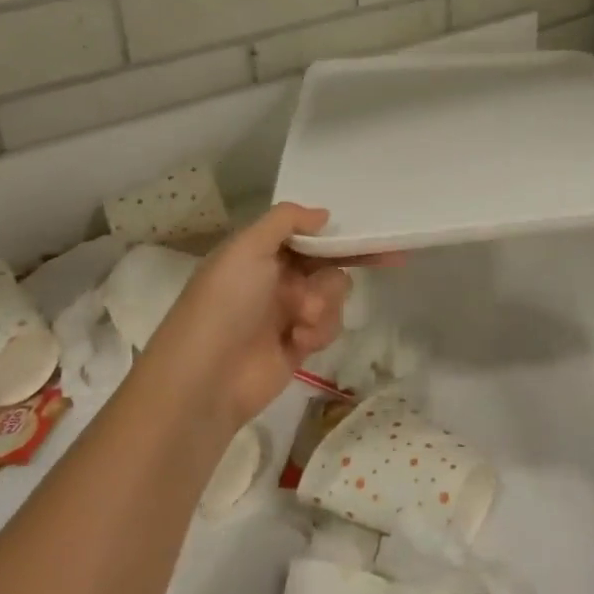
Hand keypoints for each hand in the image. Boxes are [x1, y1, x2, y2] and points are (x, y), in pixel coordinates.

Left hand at [140, 203, 388, 430]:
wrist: (207, 379)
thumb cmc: (225, 303)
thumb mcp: (247, 247)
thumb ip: (286, 220)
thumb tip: (324, 214)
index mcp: (259, 252)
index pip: (304, 233)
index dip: (334, 230)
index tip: (367, 228)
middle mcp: (275, 278)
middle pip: (326, 261)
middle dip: (343, 262)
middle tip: (386, 257)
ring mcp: (288, 312)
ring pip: (334, 292)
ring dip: (326, 300)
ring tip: (304, 317)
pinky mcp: (300, 345)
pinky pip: (329, 325)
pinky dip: (320, 329)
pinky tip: (301, 340)